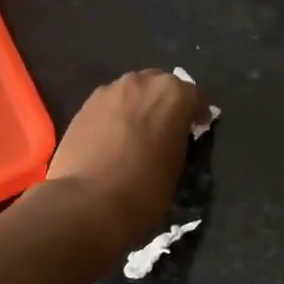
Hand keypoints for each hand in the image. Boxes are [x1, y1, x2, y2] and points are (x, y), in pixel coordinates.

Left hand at [45, 69, 204, 243]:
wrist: (88, 201)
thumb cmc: (144, 188)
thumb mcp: (177, 165)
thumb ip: (179, 138)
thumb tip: (174, 134)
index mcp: (174, 94)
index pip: (196, 97)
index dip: (197, 114)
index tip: (196, 130)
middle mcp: (143, 82)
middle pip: (161, 85)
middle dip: (166, 103)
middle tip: (166, 128)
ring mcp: (111, 90)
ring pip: (134, 91)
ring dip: (140, 105)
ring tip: (137, 132)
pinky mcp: (86, 103)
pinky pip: (111, 103)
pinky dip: (117, 114)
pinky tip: (113, 137)